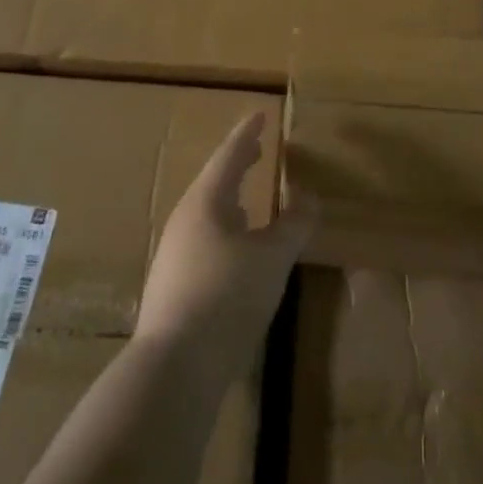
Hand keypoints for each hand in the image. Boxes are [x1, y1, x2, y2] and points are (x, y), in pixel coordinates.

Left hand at [135, 114, 311, 384]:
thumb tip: (309, 196)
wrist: (175, 368)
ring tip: (249, 199)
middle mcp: (184, 221)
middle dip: (237, 165)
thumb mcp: (272, 257)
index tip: (260, 115)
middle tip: (256, 149)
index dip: (248, 134)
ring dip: (231, 200)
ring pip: (207, 214)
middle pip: (214, 183)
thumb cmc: (227, 296)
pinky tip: (237, 250)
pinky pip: (204, 241)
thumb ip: (294, 224)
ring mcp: (174, 256)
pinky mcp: (173, 288)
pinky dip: (225, 230)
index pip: (229, 156)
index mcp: (206, 202)